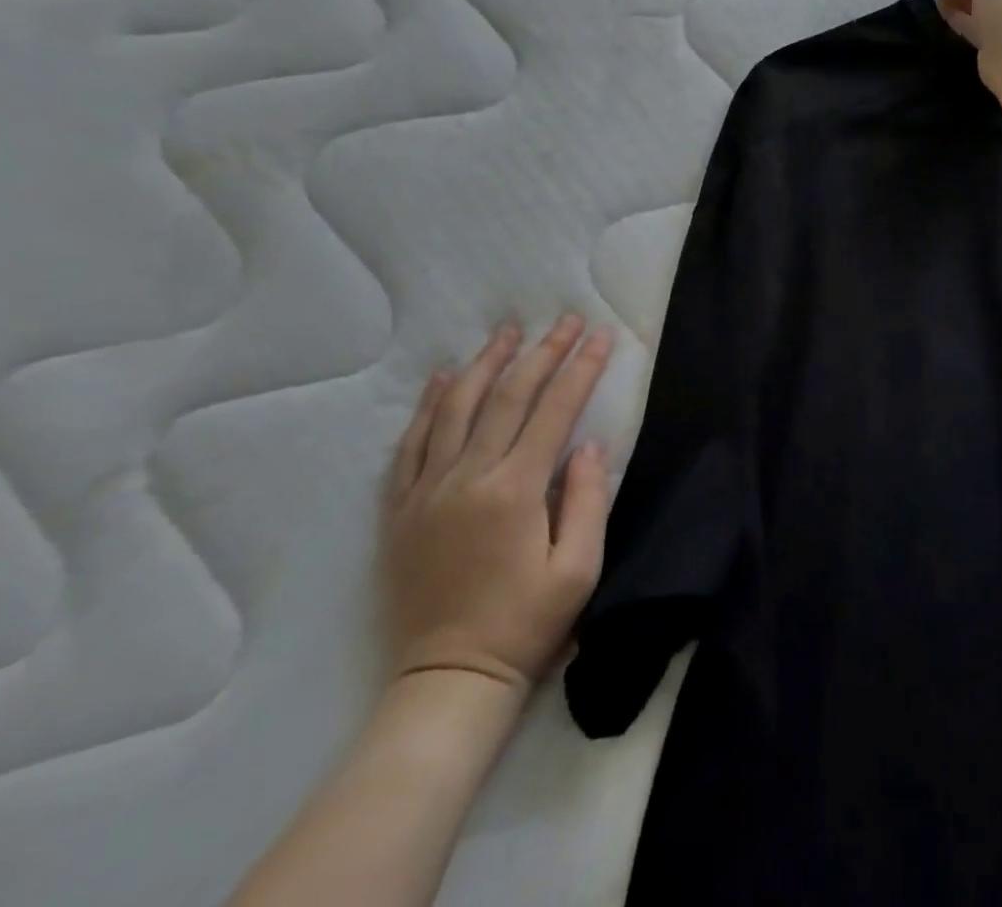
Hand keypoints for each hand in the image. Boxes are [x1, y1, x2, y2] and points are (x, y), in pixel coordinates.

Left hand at [382, 315, 613, 691]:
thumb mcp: (578, 570)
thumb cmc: (525, 625)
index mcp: (514, 491)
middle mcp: (467, 478)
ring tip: (507, 332)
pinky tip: (441, 378)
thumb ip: (587, 500)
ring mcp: (427, 491)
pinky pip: (410, 444)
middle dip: (542, 353)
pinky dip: (427, 406)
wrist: (448, 681)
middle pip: (507, 397)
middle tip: (565, 321)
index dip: (581, 369)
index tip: (601, 337)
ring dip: (484, 364)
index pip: (555, 411)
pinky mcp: (400, 509)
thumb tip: (589, 445)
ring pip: (455, 408)